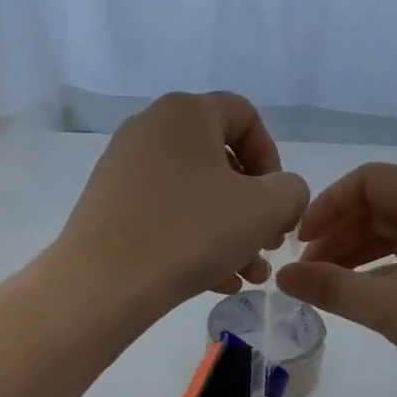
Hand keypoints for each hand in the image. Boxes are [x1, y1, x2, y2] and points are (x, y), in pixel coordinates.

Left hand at [56, 92, 308, 309]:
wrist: (104, 283)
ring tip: (249, 276)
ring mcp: (123, 170)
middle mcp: (150, 130)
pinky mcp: (108, 207)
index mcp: (186, 112)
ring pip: (194, 197)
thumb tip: (281, 196)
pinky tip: (217, 283)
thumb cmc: (192, 233)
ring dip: (229, 235)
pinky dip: (195, 243)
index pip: (244, 117)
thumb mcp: (265, 209)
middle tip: (268, 247)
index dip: (273, 160)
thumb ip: (291, 192)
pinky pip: (165, 217)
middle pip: (219, 163)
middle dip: (253, 209)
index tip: (278, 203)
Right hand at [276, 164, 396, 396]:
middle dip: (337, 234)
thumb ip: (330, 287)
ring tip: (323, 285)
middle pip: (378, 206)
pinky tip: (356, 295)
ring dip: (354, 254)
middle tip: (305, 270)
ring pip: (391, 234)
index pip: (368, 181)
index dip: (327, 205)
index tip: (300, 242)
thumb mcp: (387, 306)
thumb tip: (281, 276)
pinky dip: (377, 271)